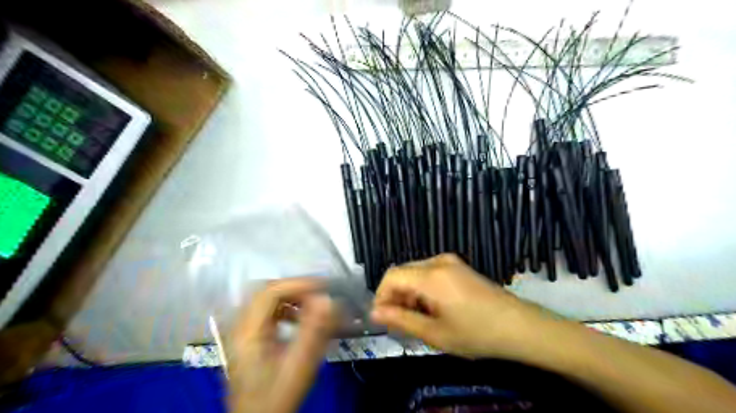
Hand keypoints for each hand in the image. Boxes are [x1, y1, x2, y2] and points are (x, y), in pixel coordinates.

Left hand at [229, 278, 336, 411]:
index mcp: (247, 331)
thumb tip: (328, 300)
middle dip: (296, 288)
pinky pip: (268, 312)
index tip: (324, 288)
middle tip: (321, 295)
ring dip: (292, 298)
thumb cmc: (276, 397)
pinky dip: (286, 309)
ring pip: (267, 300)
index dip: (298, 284)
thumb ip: (314, 331)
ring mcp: (243, 331)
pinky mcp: (249, 337)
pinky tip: (300, 320)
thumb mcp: (299, 365)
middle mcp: (241, 325)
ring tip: (314, 306)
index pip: (270, 292)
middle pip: (267, 291)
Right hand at [375, 254, 551, 358]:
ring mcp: (451, 262)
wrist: (521, 327)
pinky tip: (432, 309)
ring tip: (416, 319)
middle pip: (402, 272)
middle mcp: (438, 261)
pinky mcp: (459, 267)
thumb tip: (374, 312)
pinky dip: (423, 289)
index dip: (381, 296)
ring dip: (408, 293)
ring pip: (415, 273)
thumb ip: (401, 320)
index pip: (391, 276)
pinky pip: (430, 273)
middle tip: (399, 323)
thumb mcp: (435, 333)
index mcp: (431, 276)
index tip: (382, 319)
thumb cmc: (476, 334)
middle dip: (395, 296)